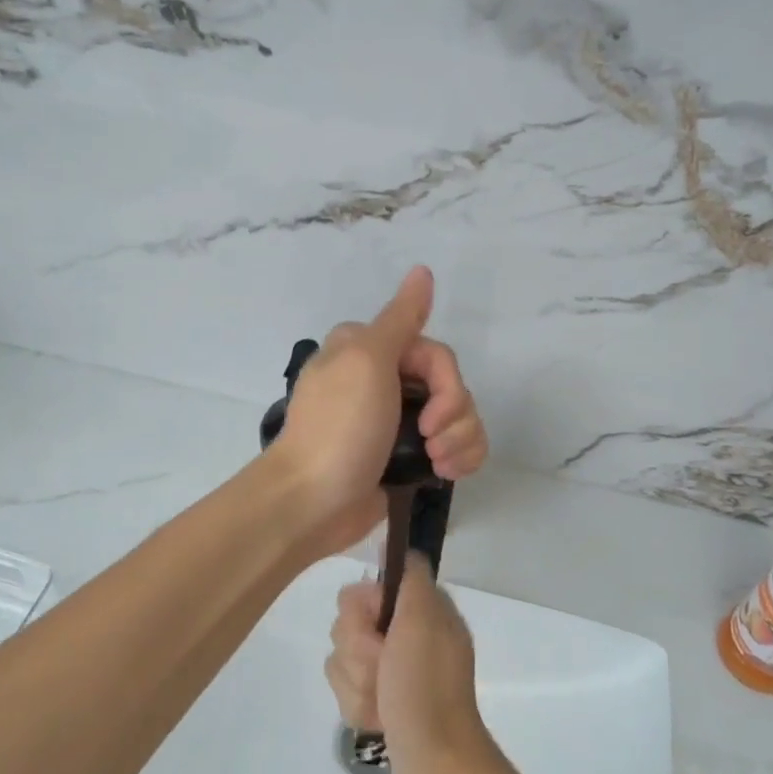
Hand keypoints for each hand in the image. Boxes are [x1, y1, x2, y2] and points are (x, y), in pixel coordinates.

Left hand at [271, 266, 488, 554]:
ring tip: (440, 464)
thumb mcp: (367, 361)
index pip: (436, 355)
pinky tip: (447, 472)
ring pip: (459, 417)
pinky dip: (459, 457)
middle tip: (433, 442)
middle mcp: (384, 380)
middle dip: (455, 416)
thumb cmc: (339, 428)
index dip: (447, 385)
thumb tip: (422, 270)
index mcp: (370, 351)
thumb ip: (401, 317)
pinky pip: (455, 445)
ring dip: (460, 440)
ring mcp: (397, 421)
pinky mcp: (407, 456)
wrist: (312, 503)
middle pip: (452, 386)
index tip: (432, 415)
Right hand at [325, 553, 499, 773]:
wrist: (434, 759)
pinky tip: (380, 717)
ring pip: (341, 659)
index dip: (362, 609)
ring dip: (358, 683)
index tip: (377, 628)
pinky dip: (360, 706)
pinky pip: (345, 690)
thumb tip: (391, 544)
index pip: (366, 589)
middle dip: (359, 652)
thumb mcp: (423, 619)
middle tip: (384, 668)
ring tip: (383, 699)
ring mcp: (391, 668)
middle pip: (347, 624)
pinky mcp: (380, 698)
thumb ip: (408, 577)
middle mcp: (405, 632)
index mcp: (420, 608)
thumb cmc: (426, 685)